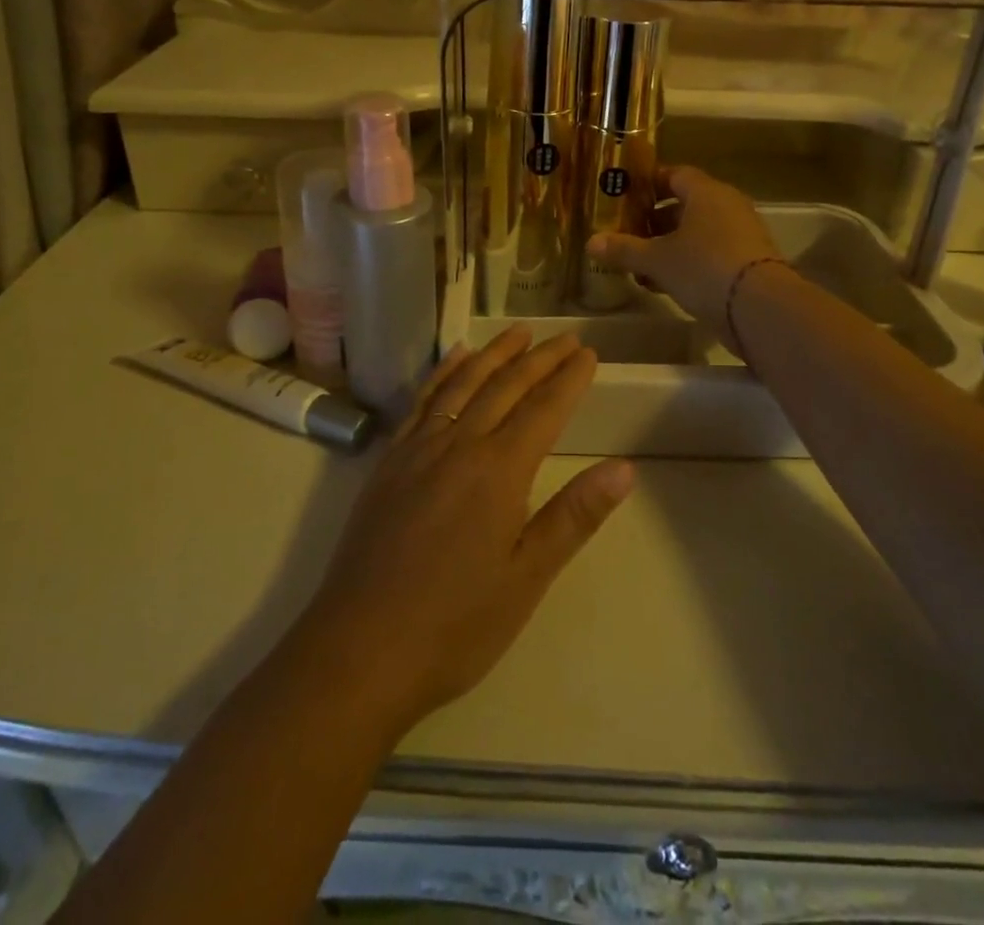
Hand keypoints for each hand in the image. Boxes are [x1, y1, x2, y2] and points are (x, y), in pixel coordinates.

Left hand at [303, 327, 634, 736]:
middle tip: (566, 338)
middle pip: (506, 387)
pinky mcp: (389, 461)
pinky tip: (455, 359)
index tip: (589, 354)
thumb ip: (574, 517)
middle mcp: (458, 445)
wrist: (358, 650)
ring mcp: (417, 449)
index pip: (543, 409)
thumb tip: (624, 468)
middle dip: (540, 358)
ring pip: (463, 384)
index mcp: (498, 471)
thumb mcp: (527, 578)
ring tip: (519, 333)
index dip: (569, 379)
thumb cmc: (455, 625)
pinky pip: (421, 401)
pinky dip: (443, 373)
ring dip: (494, 354)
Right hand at [586, 166, 780, 343]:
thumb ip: (625, 249)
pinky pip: (711, 253)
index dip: (650, 183)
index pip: (675, 174)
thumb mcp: (657, 259)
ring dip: (670, 245)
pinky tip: (665, 284)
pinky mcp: (749, 262)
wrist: (760, 307)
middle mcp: (727, 206)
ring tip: (642, 264)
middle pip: (686, 204)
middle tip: (629, 233)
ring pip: (698, 232)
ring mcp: (742, 234)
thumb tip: (591, 242)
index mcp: (706, 192)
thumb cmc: (704, 268)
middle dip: (656, 219)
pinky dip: (688, 262)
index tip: (627, 195)